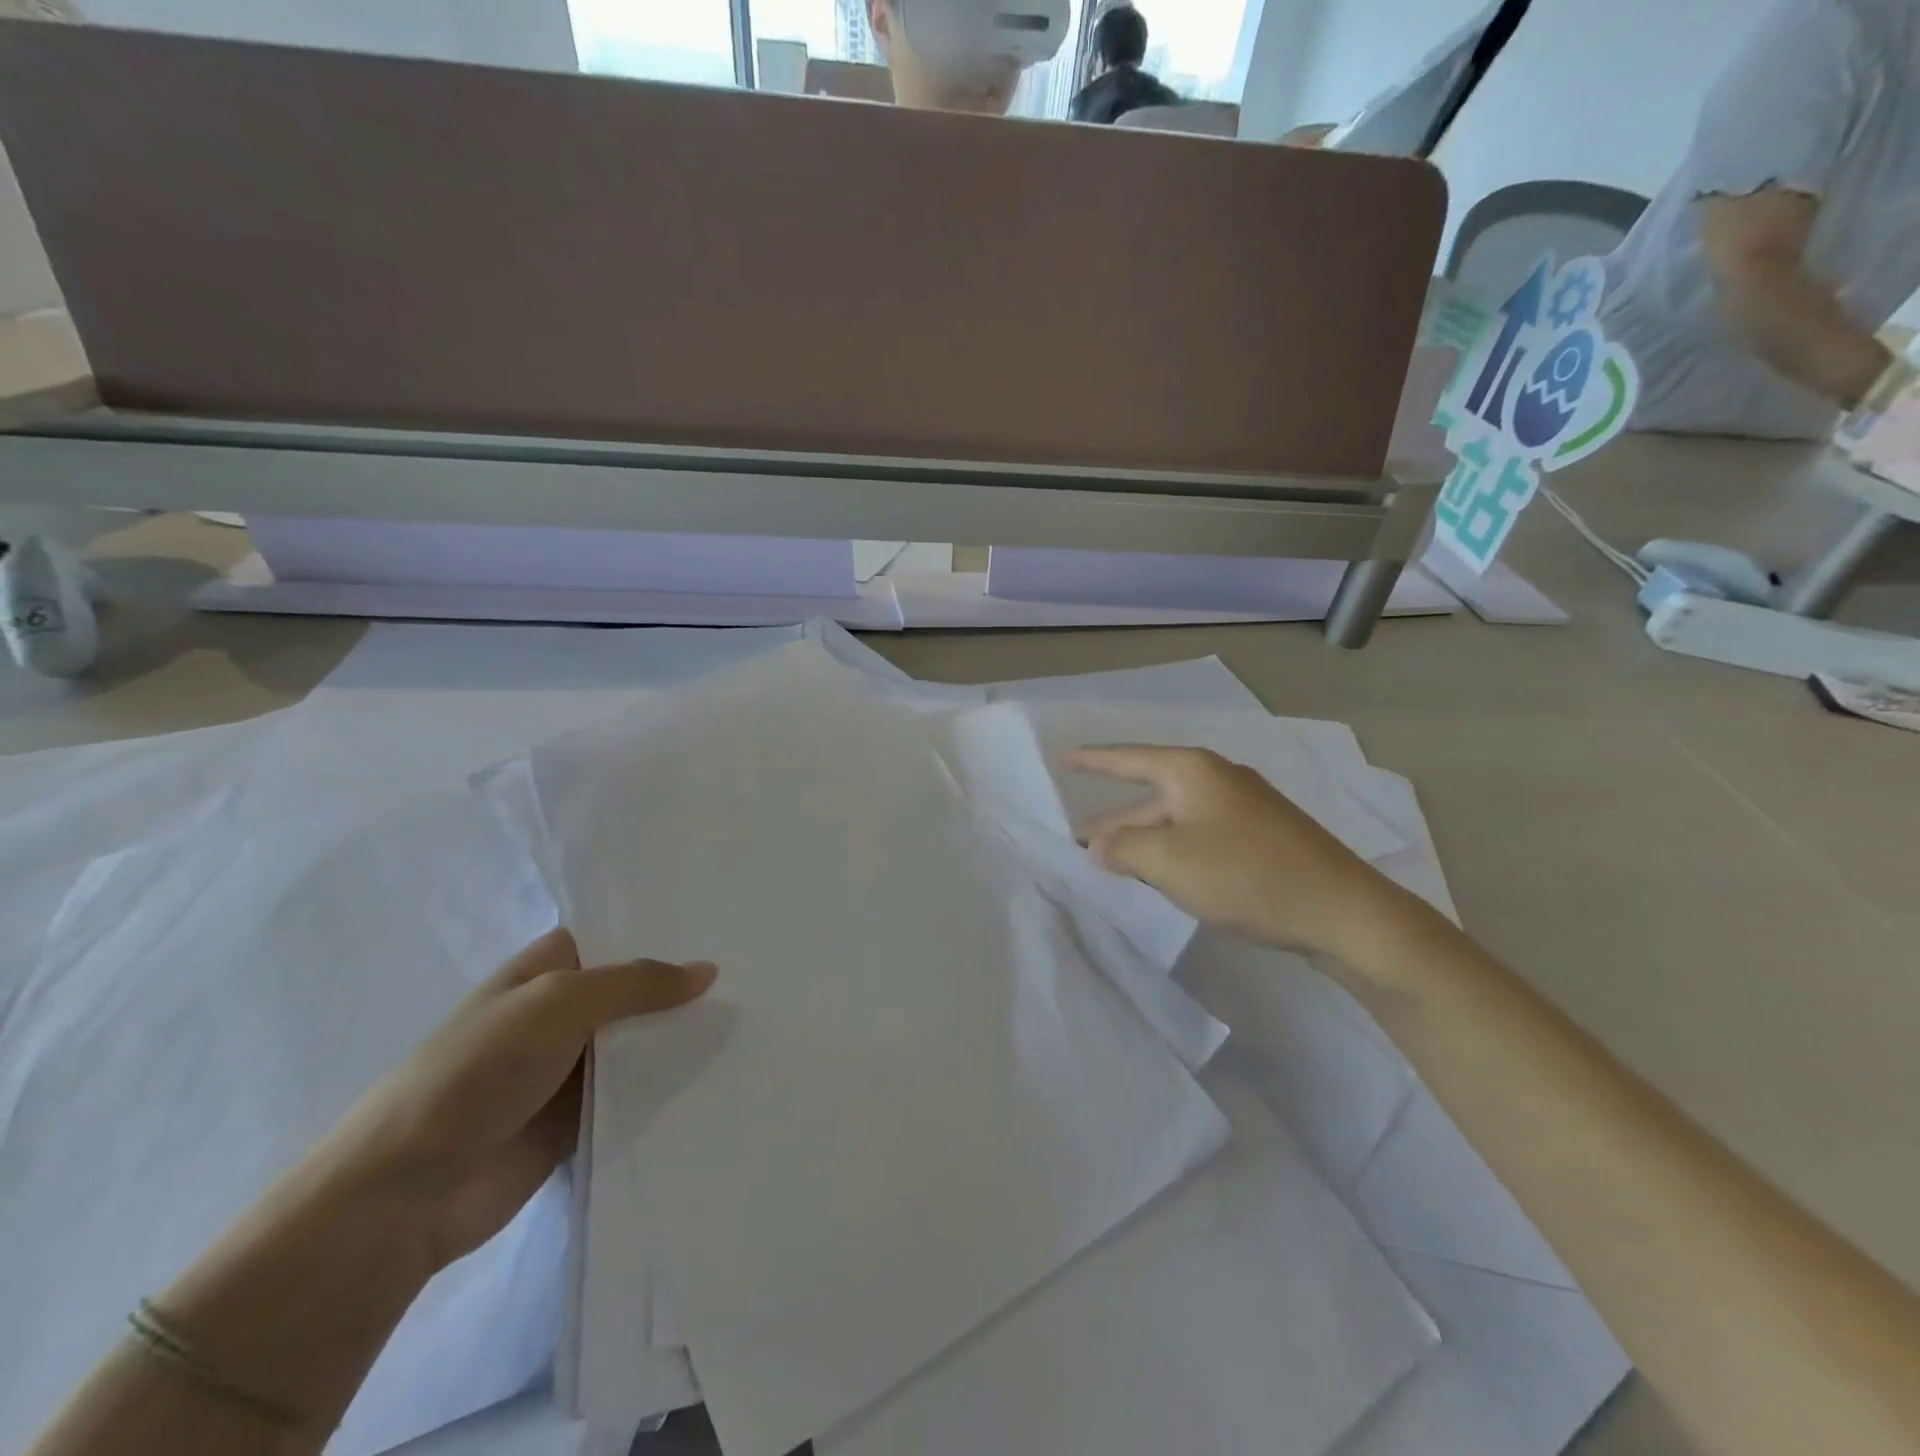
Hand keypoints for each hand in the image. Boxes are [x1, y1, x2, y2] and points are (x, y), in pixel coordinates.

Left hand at [295, 928, 715, 1272]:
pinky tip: (723, 1073)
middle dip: (683, 986)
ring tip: (755, 1019)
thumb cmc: (475, 1074)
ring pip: (640, 1042)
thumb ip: (636, 984)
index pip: (614, 935)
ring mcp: (570, 1069)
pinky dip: (669, 1087)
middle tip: (756, 973)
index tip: (722, 923)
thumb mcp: (557, 1005)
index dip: (661, 929)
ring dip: (681, 1037)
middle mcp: (560, 1013)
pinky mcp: (580, 1120)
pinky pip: (636, 1094)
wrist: (406, 1197)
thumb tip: (708, 971)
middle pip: (634, 990)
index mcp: (544, 971)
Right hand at [1069, 745, 1399, 959]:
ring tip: (1114, 864)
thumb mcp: (1168, 860)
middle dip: (1116, 820)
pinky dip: (1174, 852)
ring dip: (1145, 841)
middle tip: (1080, 843)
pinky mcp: (1263, 837)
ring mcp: (1245, 808)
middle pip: (1152, 794)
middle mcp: (1219, 779)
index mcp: (1193, 771)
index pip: (1129, 758)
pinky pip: (1201, 836)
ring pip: (1177, 819)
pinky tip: (1165, 876)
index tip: (1064, 758)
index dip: (1093, 760)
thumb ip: (1122, 848)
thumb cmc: (1245, 875)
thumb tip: (1099, 845)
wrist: (1343, 911)